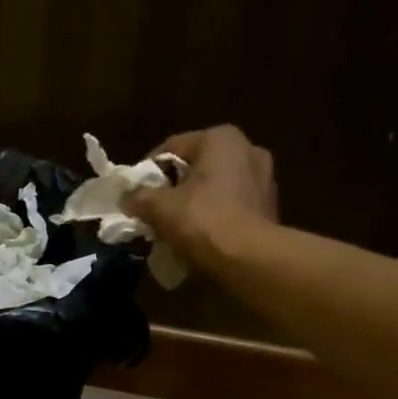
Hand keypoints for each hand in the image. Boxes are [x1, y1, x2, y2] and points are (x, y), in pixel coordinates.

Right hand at [122, 125, 276, 257]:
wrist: (250, 260)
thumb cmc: (203, 221)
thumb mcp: (160, 208)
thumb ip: (139, 197)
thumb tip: (126, 199)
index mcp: (221, 138)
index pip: (171, 147)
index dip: (148, 171)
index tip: (135, 194)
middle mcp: (248, 149)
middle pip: (196, 167)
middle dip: (174, 187)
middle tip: (154, 210)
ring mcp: (264, 179)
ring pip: (216, 187)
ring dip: (195, 202)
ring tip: (176, 226)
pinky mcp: (270, 207)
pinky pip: (232, 205)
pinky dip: (215, 216)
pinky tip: (201, 236)